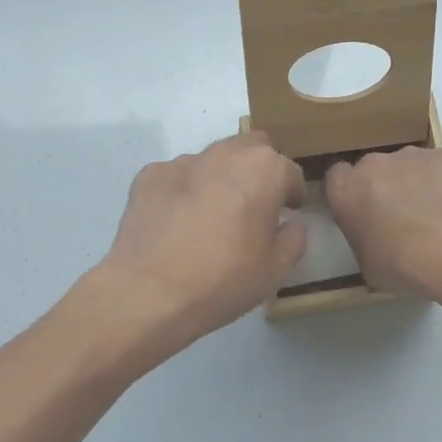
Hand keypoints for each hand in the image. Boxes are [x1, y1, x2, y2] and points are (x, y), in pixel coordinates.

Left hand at [92, 132, 306, 354]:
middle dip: (257, 170)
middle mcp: (225, 154)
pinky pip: (177, 177)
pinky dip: (183, 192)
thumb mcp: (275, 270)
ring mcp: (183, 161)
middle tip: (253, 206)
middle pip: (251, 148)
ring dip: (219, 179)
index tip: (289, 212)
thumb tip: (291, 225)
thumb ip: (293, 239)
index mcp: (264, 170)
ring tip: (209, 218)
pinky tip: (176, 224)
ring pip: (212, 160)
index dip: (292, 193)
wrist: (150, 293)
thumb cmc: (224, 280)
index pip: (290, 172)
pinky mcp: (149, 175)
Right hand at [324, 146, 441, 296]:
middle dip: (381, 187)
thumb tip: (375, 241)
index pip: (335, 179)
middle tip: (397, 217)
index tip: (359, 212)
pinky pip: (437, 167)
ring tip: (432, 213)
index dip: (348, 194)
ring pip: (405, 166)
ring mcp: (410, 155)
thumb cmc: (400, 263)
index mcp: (345, 190)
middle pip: (371, 169)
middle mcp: (373, 164)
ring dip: (412, 182)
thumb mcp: (367, 264)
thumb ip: (364, 241)